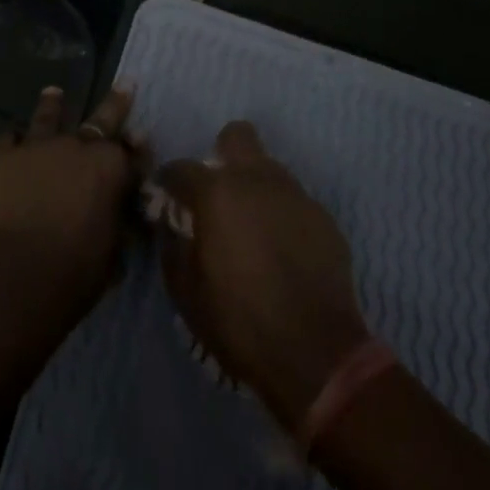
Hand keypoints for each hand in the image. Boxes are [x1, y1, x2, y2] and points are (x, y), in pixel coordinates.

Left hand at [0, 83, 142, 319]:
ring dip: (52, 105)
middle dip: (116, 102)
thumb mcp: (114, 250)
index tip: (141, 137)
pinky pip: (6, 139)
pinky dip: (10, 142)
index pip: (132, 152)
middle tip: (125, 83)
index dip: (138, 147)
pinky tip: (9, 143)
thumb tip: (124, 215)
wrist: (16, 275)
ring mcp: (36, 146)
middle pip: (101, 118)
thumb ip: (120, 221)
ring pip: (47, 117)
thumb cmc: (75, 272)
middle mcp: (77, 145)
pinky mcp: (0, 156)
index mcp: (111, 167)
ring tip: (52, 91)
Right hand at [157, 121, 370, 430]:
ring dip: (255, 187)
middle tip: (218, 194)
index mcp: (217, 193)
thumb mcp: (186, 293)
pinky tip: (282, 250)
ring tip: (252, 228)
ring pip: (269, 168)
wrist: (316, 353)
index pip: (180, 168)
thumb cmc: (240, 322)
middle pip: (237, 136)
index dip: (168, 182)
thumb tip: (171, 225)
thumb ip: (173, 248)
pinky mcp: (323, 217)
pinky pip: (294, 201)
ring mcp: (295, 195)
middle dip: (223, 154)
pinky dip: (282, 215)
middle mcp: (256, 180)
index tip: (166, 200)